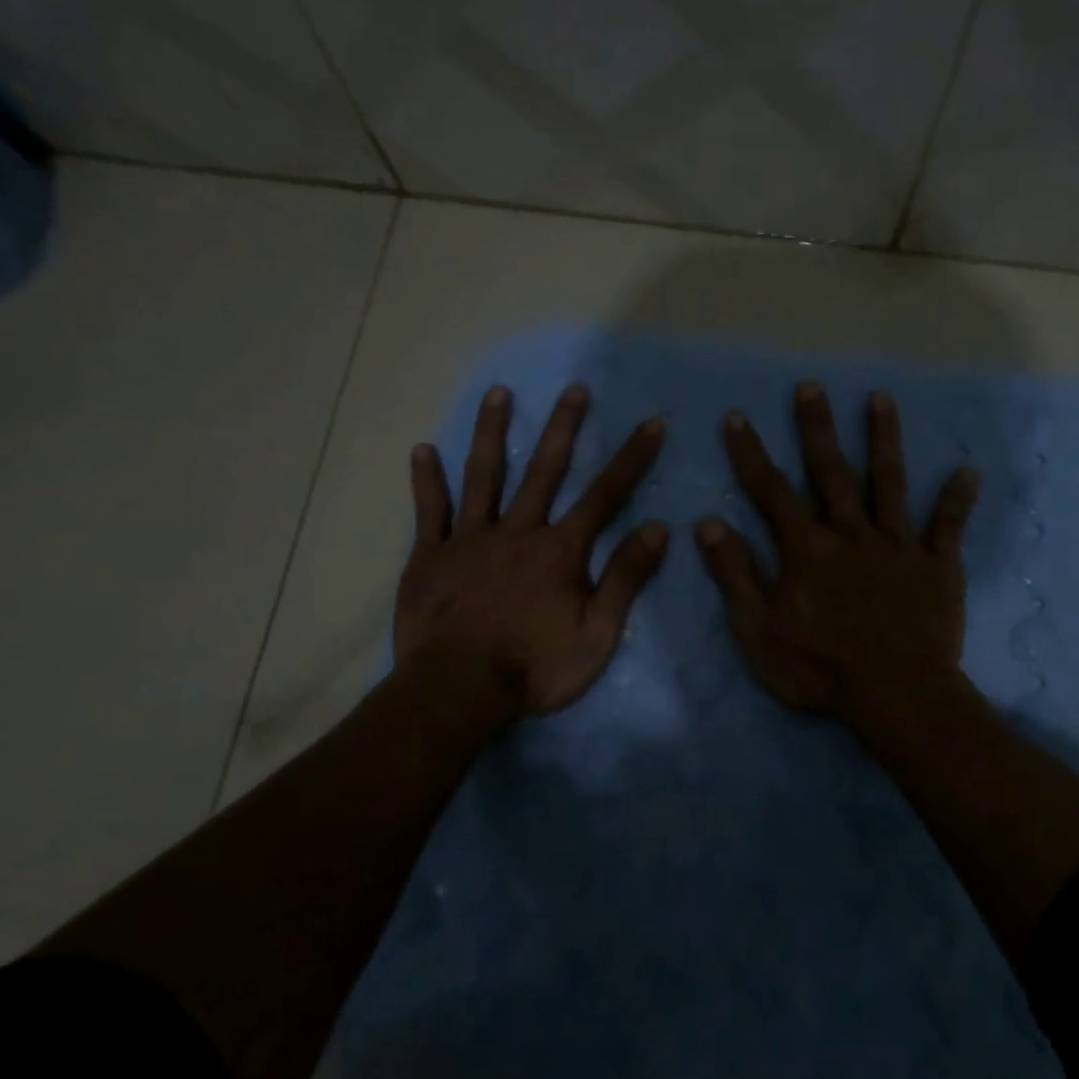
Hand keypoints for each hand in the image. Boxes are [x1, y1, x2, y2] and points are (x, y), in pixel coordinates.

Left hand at [396, 383, 668, 717]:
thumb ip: (626, 578)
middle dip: (564, 428)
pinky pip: (430, 511)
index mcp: (560, 550)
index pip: (605, 495)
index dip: (632, 458)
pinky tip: (421, 450)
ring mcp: (470, 539)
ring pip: (484, 476)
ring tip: (498, 393)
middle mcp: (517, 531)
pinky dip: (426, 481)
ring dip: (492, 433)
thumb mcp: (598, 633)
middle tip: (575, 388)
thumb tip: (657, 528)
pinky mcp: (431, 556)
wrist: (458, 690)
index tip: (652, 424)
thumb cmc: (535, 667)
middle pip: (544, 470)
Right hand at [696, 381, 978, 720]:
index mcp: (807, 549)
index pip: (771, 492)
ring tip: (881, 399)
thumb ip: (736, 574)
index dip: (751, 454)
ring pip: (889, 484)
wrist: (896, 695)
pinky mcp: (937, 567)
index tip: (738, 417)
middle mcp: (851, 534)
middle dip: (817, 428)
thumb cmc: (820, 668)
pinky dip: (957, 501)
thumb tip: (708, 524)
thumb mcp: (759, 629)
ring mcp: (897, 547)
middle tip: (812, 386)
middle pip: (831, 472)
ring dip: (883, 440)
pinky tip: (968, 472)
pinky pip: (948, 528)